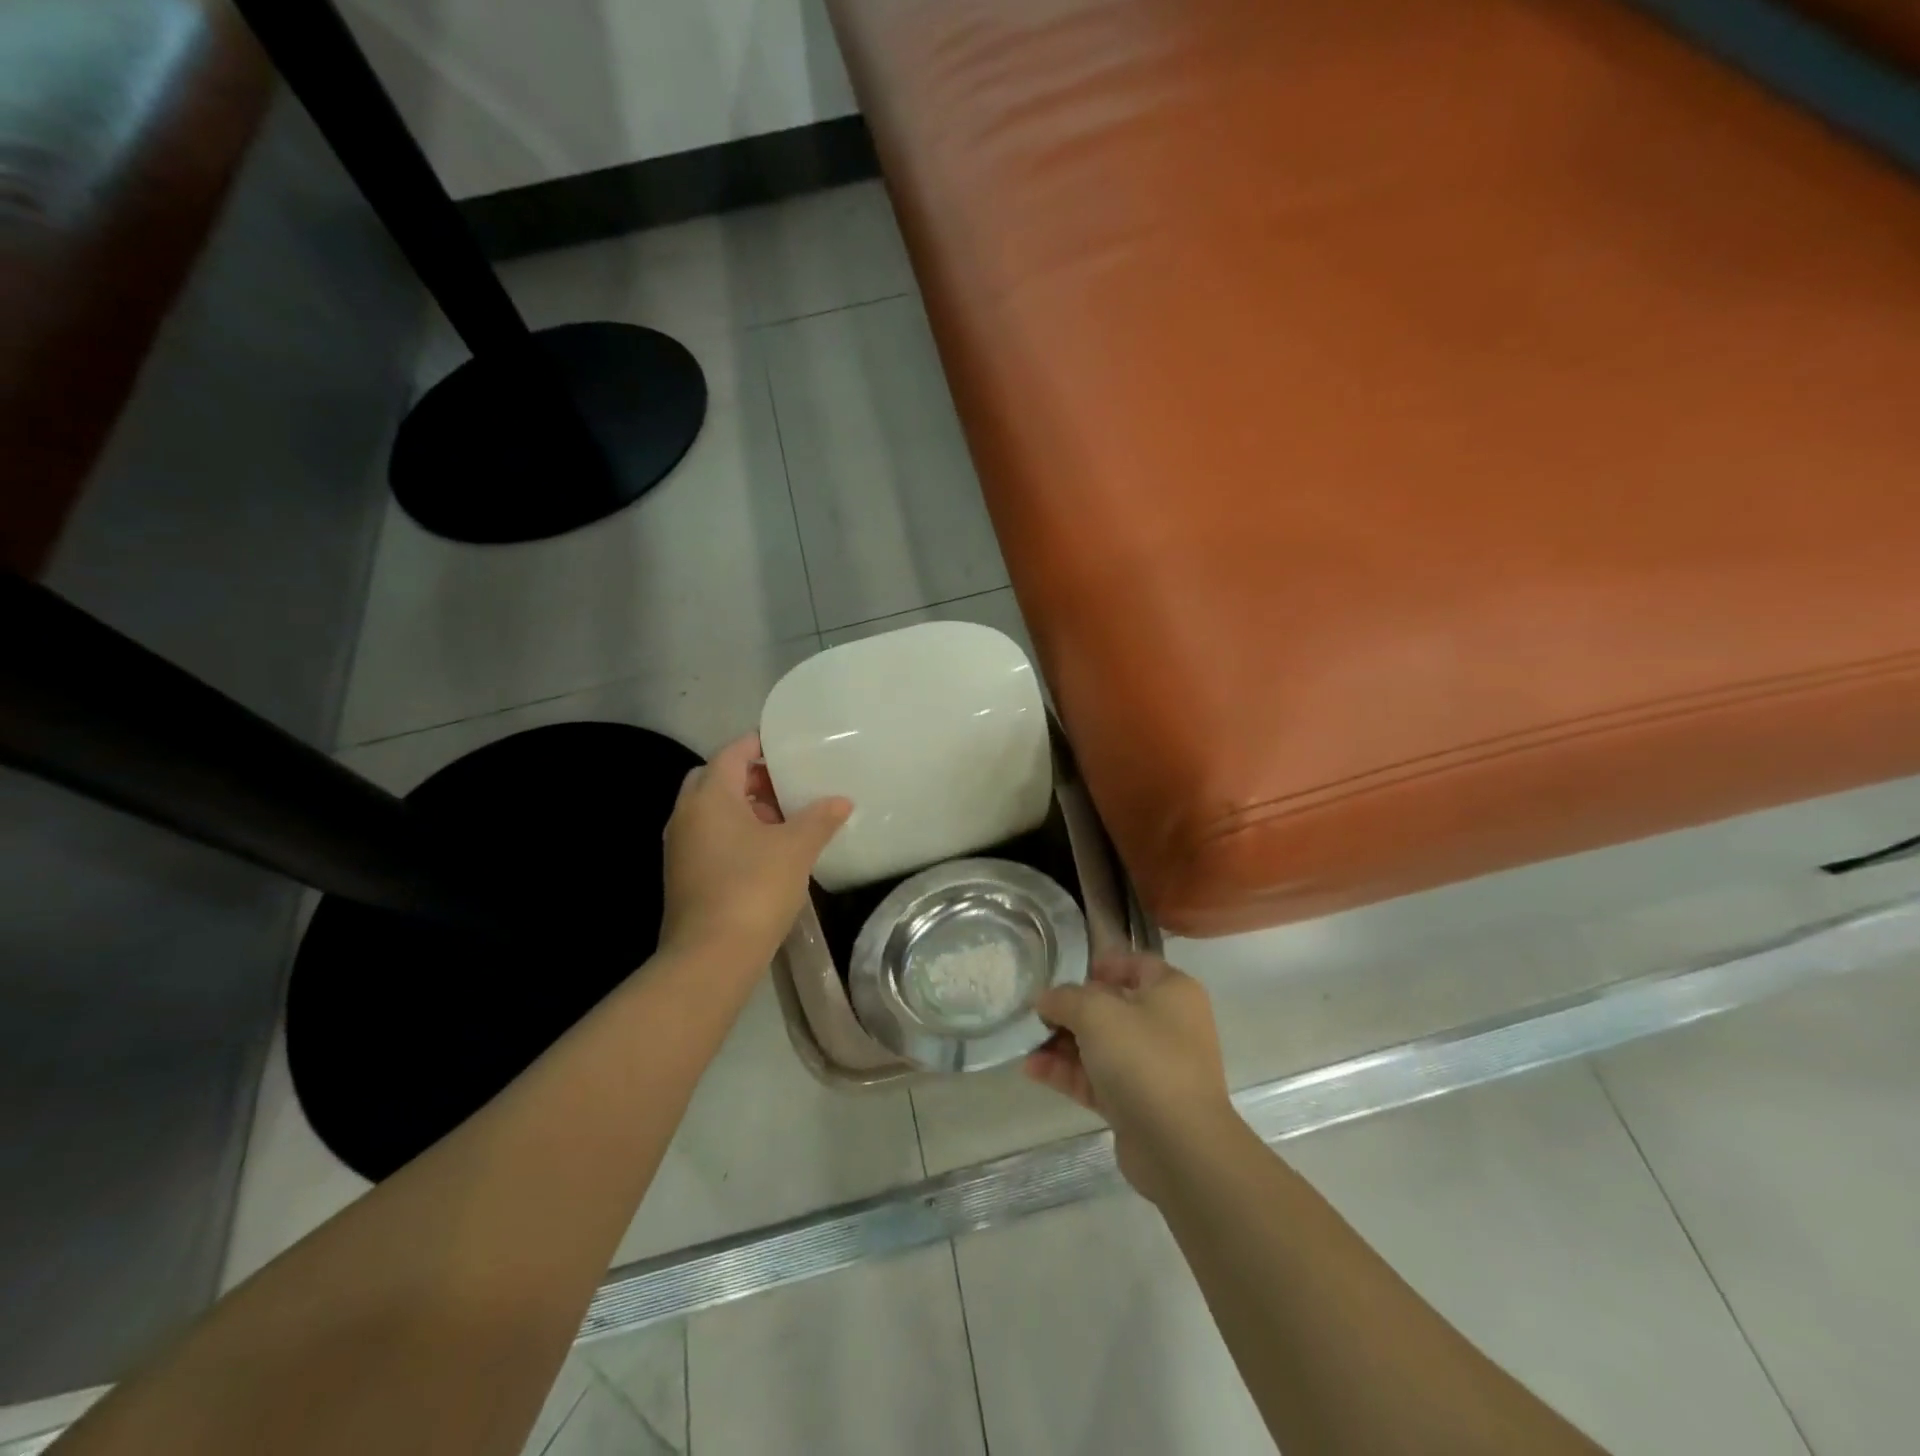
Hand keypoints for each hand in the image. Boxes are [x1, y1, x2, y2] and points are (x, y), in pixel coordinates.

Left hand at [658, 734, 850, 975]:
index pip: (732, 753)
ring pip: (712, 811)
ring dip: (745, 808)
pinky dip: (735, 833)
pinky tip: (767, 852)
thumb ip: (820, 818)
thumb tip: (841, 801)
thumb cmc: (753, 888)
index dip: (759, 745)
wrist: (710, 956)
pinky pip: (709, 837)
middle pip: (717, 779)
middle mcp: (686, 815)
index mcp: (710, 797)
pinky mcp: (683, 875)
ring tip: (785, 820)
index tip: (788, 746)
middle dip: (751, 778)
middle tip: (787, 785)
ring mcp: (680, 847)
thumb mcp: (796, 848)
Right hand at [1024, 954, 1234, 1200]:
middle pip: (1113, 1008)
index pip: (1137, 965)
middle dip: (1071, 1010)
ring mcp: (1154, 1067)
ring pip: (1101, 1046)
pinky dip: (1068, 1073)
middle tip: (1038, 1014)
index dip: (1103, 965)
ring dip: (1063, 1044)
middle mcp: (1168, 1026)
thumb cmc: (1143, 1058)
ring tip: (1026, 1044)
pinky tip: (1032, 1070)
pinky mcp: (1138, 1103)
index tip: (1068, 974)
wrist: (1179, 1145)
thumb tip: (1046, 999)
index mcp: (1172, 992)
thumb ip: (1065, 998)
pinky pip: (1097, 1079)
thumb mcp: (1096, 1013)